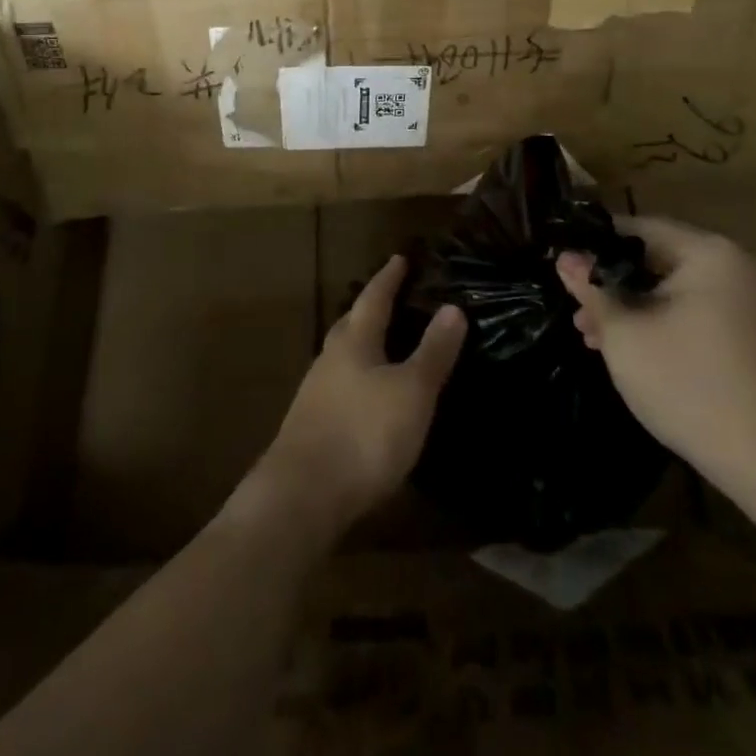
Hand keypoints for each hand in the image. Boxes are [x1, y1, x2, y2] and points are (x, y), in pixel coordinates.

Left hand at [235, 254, 465, 547]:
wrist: (302, 496)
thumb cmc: (364, 433)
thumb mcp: (412, 391)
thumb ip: (433, 351)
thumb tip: (453, 307)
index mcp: (355, 342)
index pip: (374, 299)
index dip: (388, 279)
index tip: (399, 259)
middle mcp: (330, 360)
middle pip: (351, 324)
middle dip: (369, 310)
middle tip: (389, 299)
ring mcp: (316, 394)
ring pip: (342, 357)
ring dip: (361, 346)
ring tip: (382, 347)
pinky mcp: (311, 427)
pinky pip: (338, 387)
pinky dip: (356, 381)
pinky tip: (366, 398)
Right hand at [557, 216, 755, 484]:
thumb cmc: (689, 384)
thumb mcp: (625, 334)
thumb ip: (592, 290)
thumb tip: (566, 259)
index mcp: (707, 253)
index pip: (637, 228)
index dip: (594, 243)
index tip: (561, 262)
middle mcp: (732, 267)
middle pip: (655, 260)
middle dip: (611, 284)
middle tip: (574, 308)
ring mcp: (744, 303)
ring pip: (670, 291)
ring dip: (630, 309)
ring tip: (591, 336)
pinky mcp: (746, 337)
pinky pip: (691, 314)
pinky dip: (658, 325)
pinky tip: (627, 351)